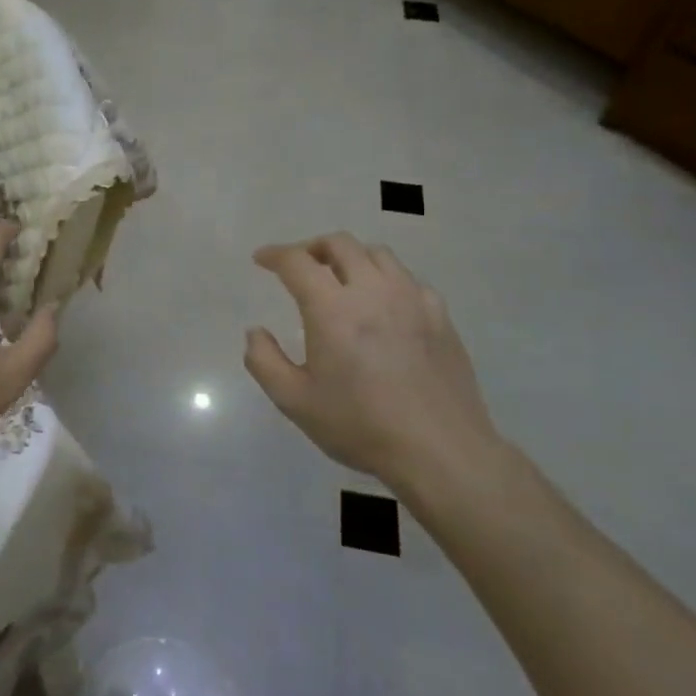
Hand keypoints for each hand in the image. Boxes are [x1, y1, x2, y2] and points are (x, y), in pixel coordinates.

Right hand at [244, 234, 501, 500]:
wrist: (440, 451)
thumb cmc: (361, 426)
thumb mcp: (295, 401)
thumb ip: (264, 361)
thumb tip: (255, 332)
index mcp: (332, 309)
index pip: (297, 262)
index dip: (275, 254)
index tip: (262, 259)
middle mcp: (372, 291)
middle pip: (340, 244)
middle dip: (312, 248)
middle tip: (299, 266)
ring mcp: (412, 299)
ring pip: (377, 254)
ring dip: (350, 257)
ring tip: (340, 278)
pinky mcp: (439, 315)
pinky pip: (407, 278)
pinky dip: (385, 278)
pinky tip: (382, 304)